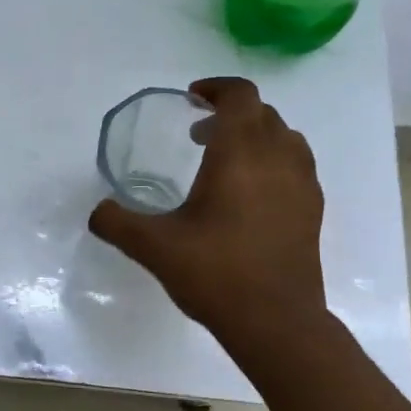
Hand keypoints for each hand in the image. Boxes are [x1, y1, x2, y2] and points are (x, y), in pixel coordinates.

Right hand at [88, 77, 325, 333]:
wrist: (276, 322)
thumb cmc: (215, 273)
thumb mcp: (153, 247)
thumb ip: (116, 222)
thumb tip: (97, 211)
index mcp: (240, 154)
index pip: (240, 96)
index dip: (216, 88)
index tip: (191, 100)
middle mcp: (278, 159)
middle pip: (262, 113)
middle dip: (230, 113)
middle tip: (198, 134)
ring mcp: (303, 184)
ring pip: (285, 137)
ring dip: (256, 135)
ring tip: (227, 161)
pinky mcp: (313, 210)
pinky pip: (296, 165)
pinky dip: (274, 161)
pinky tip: (250, 195)